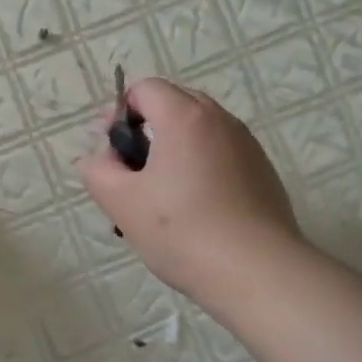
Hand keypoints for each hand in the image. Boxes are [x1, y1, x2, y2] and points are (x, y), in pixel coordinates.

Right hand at [78, 78, 302, 310]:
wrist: (258, 273)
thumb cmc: (182, 231)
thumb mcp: (121, 201)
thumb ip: (98, 169)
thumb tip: (100, 157)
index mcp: (185, 117)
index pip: (146, 88)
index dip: (120, 112)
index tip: (112, 151)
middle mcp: (220, 120)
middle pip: (174, 103)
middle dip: (146, 128)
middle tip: (132, 172)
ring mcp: (247, 145)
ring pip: (199, 130)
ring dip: (174, 148)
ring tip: (162, 195)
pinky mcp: (263, 171)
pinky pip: (221, 153)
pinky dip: (201, 166)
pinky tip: (196, 209)